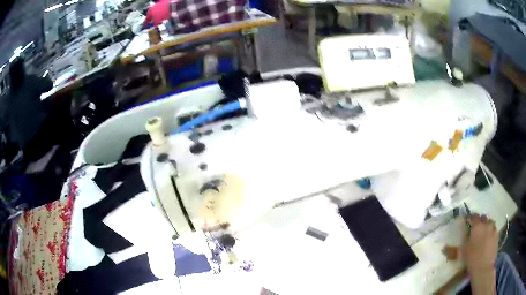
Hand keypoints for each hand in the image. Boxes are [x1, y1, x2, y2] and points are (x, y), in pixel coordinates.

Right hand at [463, 214, 497, 274]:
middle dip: (480, 222)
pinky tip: (488, 239)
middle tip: (476, 229)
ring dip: (486, 226)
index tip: (469, 221)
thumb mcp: (464, 249)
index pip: (474, 216)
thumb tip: (467, 231)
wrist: (484, 267)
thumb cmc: (472, 259)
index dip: (471, 218)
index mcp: (477, 226)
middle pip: (483, 218)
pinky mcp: (497, 234)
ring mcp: (493, 228)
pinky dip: (490, 232)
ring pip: (489, 223)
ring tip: (483, 234)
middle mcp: (486, 223)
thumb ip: (466, 237)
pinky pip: (493, 229)